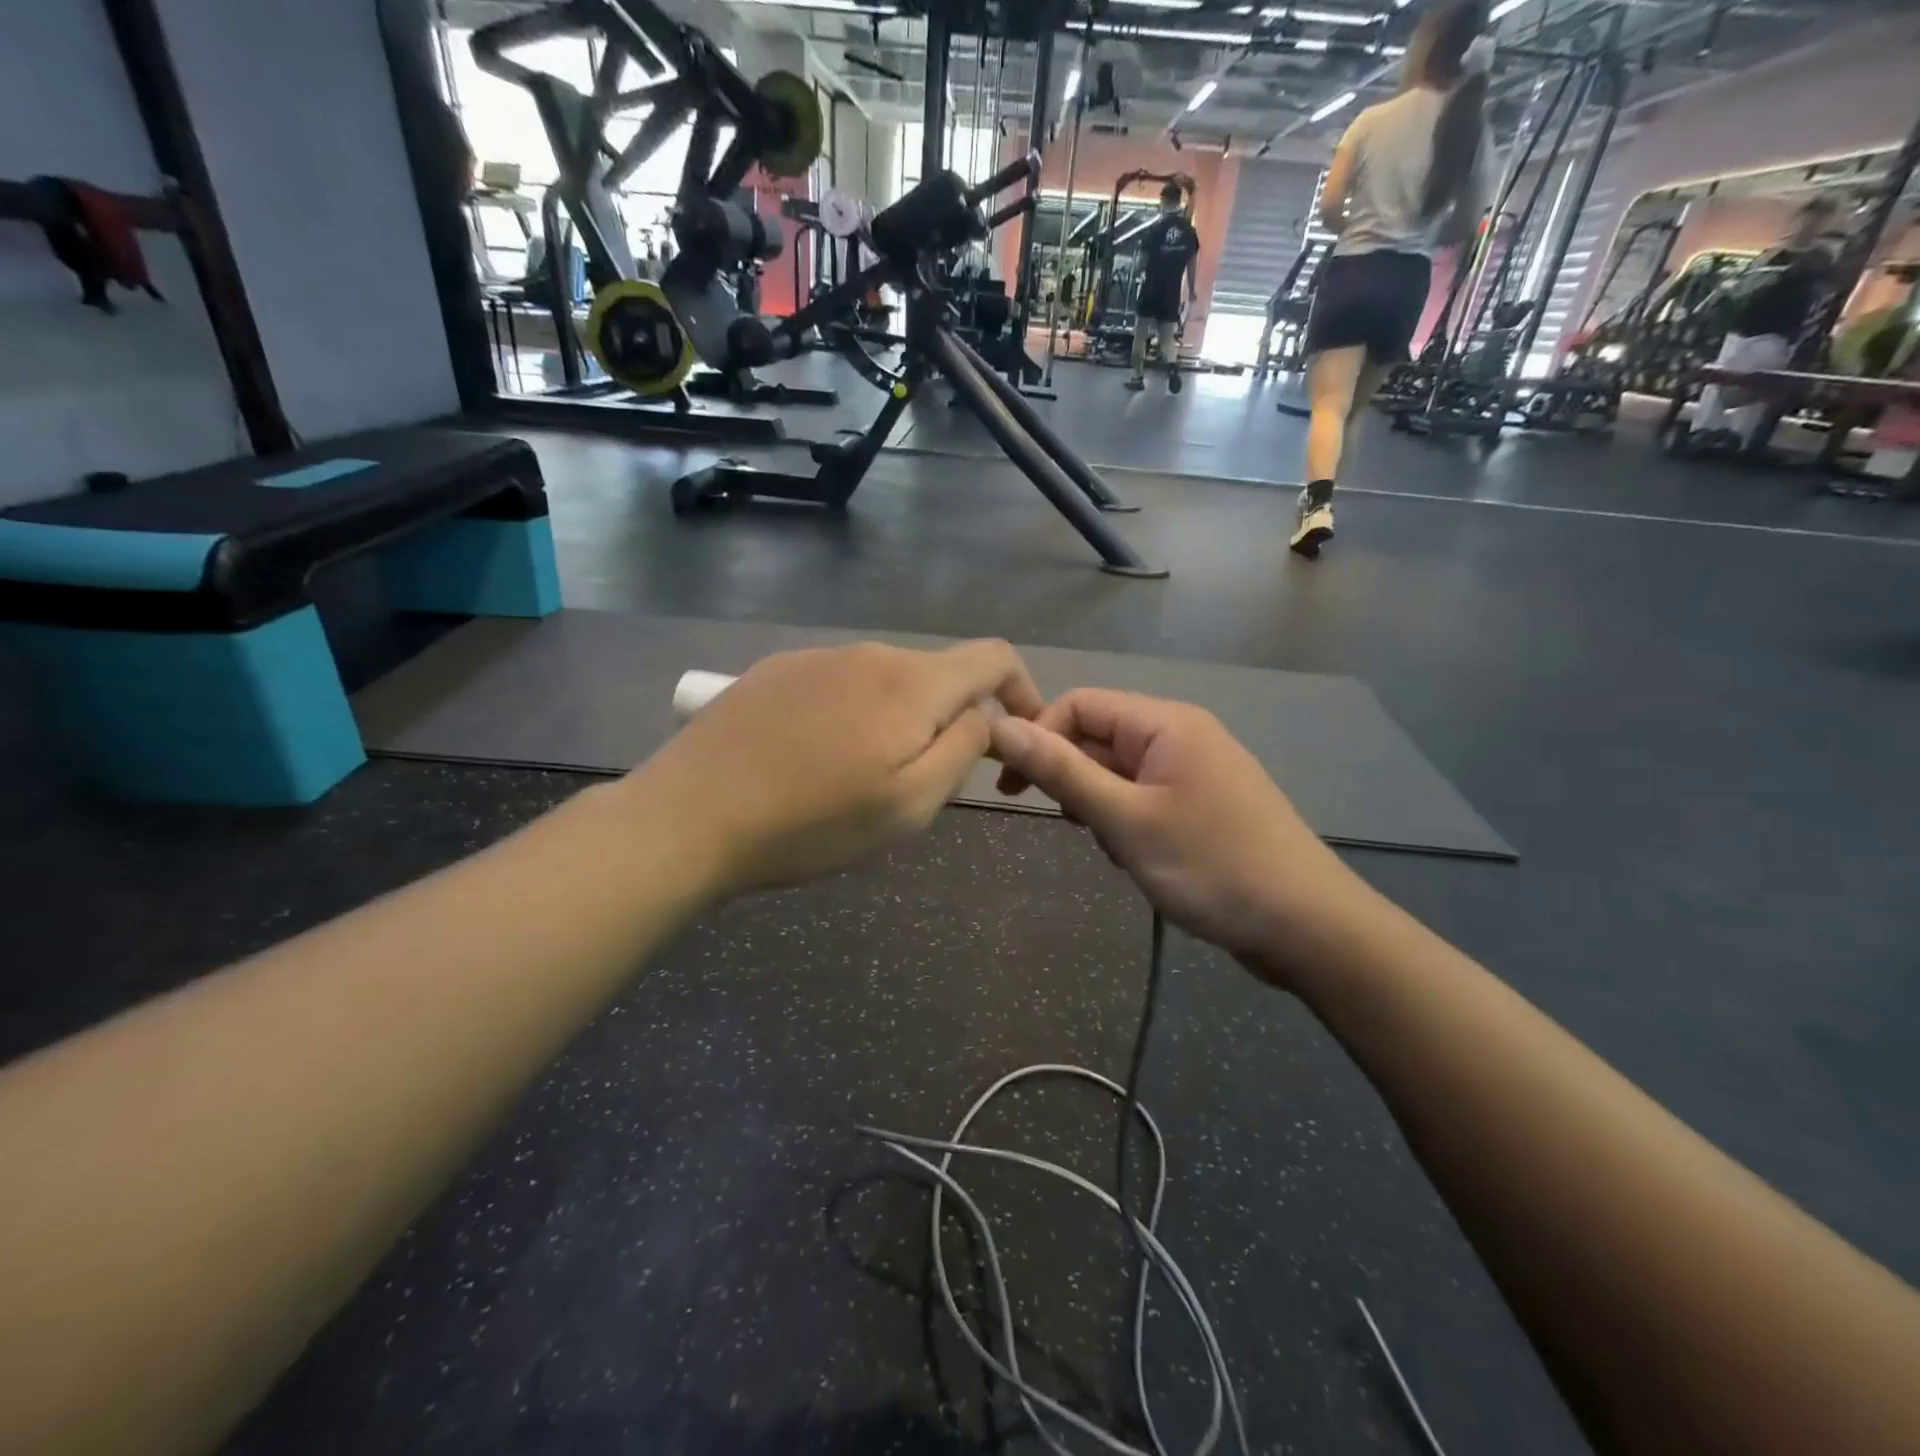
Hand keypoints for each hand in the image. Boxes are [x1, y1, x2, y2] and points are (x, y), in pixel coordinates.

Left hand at [635, 641, 1042, 899]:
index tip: (1016, 733)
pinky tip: (814, 760)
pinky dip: (852, 715)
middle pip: (936, 674)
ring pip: (885, 682)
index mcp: (911, 683)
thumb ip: (964, 748)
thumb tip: (984, 713)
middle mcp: (868, 654)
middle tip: (924, 781)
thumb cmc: (813, 822)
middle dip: (951, 718)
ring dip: (897, 720)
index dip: (1021, 689)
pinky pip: (838, 685)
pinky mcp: (776, 671)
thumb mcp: (912, 804)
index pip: (993, 656)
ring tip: (860, 779)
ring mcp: (817, 658)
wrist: (690, 816)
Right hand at [990, 690, 1366, 983]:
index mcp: (1166, 724)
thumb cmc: (1211, 866)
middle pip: (1099, 737)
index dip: (1040, 736)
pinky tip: (1139, 859)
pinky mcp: (1202, 805)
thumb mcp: (1125, 820)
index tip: (1012, 787)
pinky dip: (1127, 823)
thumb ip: (1062, 771)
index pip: (1080, 704)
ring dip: (1100, 807)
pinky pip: (1144, 798)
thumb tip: (1002, 727)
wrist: (1307, 928)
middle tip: (1070, 825)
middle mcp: (1181, 736)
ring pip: (1119, 773)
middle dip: (1074, 779)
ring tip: (1116, 849)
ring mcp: (1195, 771)